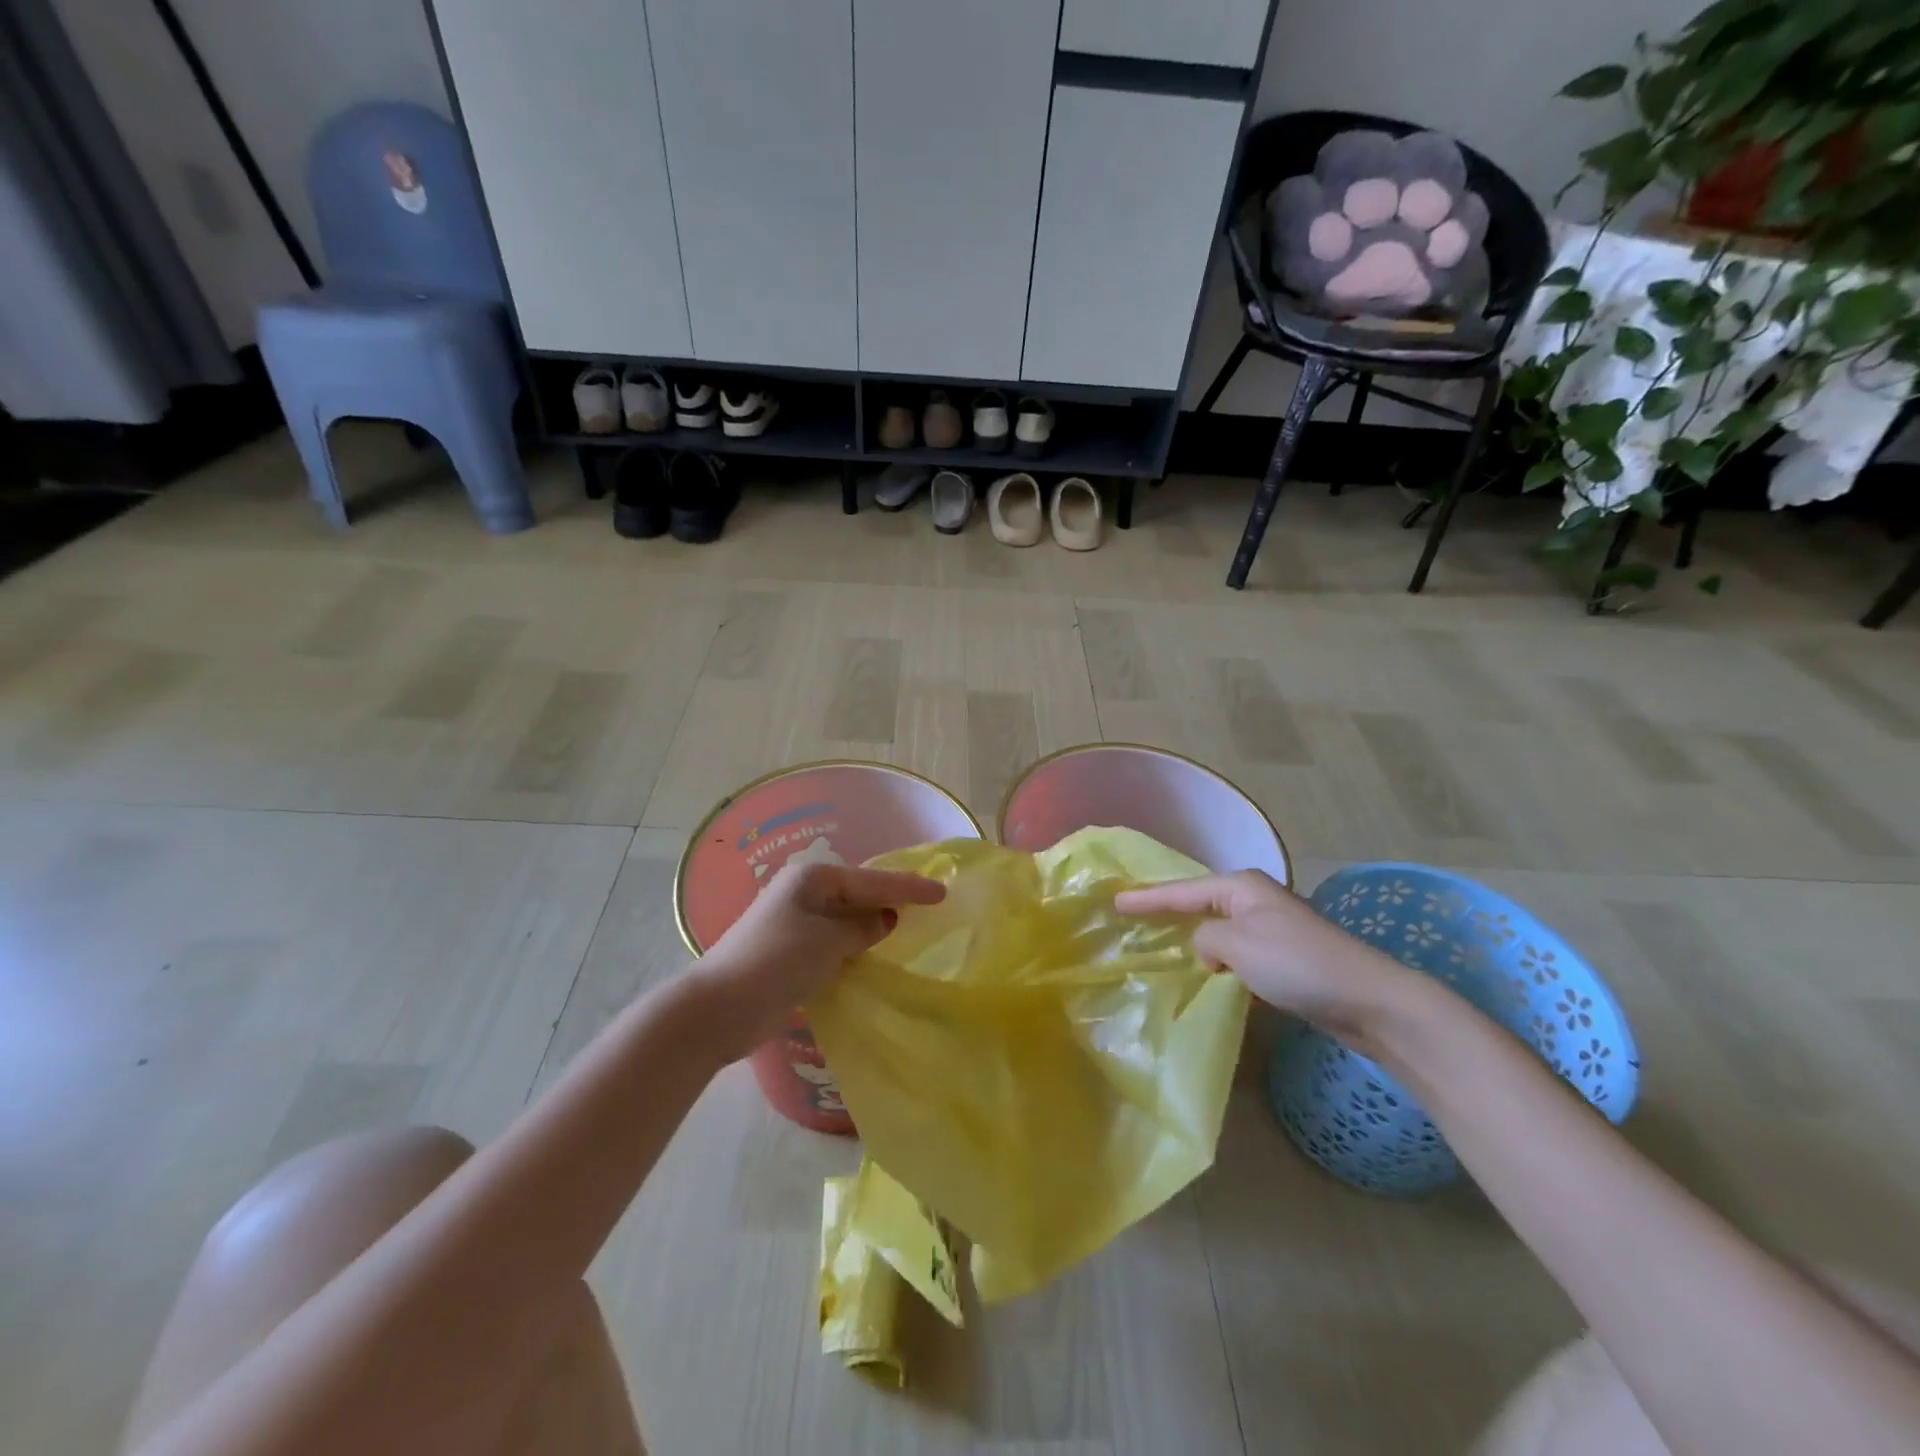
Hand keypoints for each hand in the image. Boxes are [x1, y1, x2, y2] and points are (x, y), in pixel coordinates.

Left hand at [690, 861, 944, 1058]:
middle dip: (892, 899)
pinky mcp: (790, 951)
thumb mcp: (827, 942)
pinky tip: (874, 953)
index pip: (872, 880)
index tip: (943, 891)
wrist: (718, 1008)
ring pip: (846, 918)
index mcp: (812, 879)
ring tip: (910, 928)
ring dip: (873, 924)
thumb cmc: (776, 963)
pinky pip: (834, 940)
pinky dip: (855, 945)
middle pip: (858, 893)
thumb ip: (863, 928)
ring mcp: (794, 922)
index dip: (909, 887)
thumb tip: (886, 920)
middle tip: (930, 904)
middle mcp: (803, 893)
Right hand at [1114, 871, 1416, 1046]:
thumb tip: (1208, 950)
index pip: (1182, 891)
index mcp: (1242, 887)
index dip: (1147, 898)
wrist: (1369, 1000)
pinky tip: (1205, 974)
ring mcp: (1272, 929)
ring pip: (1219, 930)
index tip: (1115, 902)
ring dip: (1195, 940)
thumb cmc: (1297, 964)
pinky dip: (1219, 961)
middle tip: (1132, 918)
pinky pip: (1237, 953)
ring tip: (1160, 946)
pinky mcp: (1284, 958)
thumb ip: (1206, 940)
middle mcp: (1255, 900)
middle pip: (1199, 903)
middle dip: (1168, 912)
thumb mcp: (1238, 945)